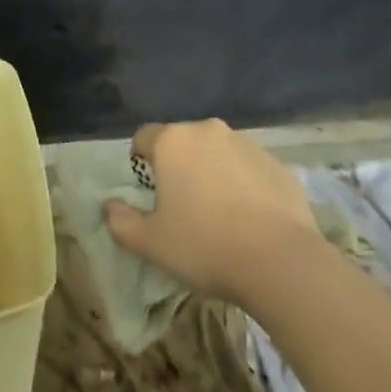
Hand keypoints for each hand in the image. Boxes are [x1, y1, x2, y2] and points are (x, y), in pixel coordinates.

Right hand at [104, 119, 317, 305]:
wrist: (281, 261)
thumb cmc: (205, 246)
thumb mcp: (151, 243)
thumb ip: (122, 222)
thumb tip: (109, 206)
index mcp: (173, 141)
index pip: (144, 137)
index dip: (141, 162)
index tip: (149, 193)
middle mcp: (208, 130)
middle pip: (183, 143)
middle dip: (179, 167)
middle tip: (183, 208)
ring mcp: (246, 144)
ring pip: (218, 153)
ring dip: (212, 174)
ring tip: (220, 217)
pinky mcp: (277, 164)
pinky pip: (249, 169)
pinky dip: (244, 185)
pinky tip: (250, 221)